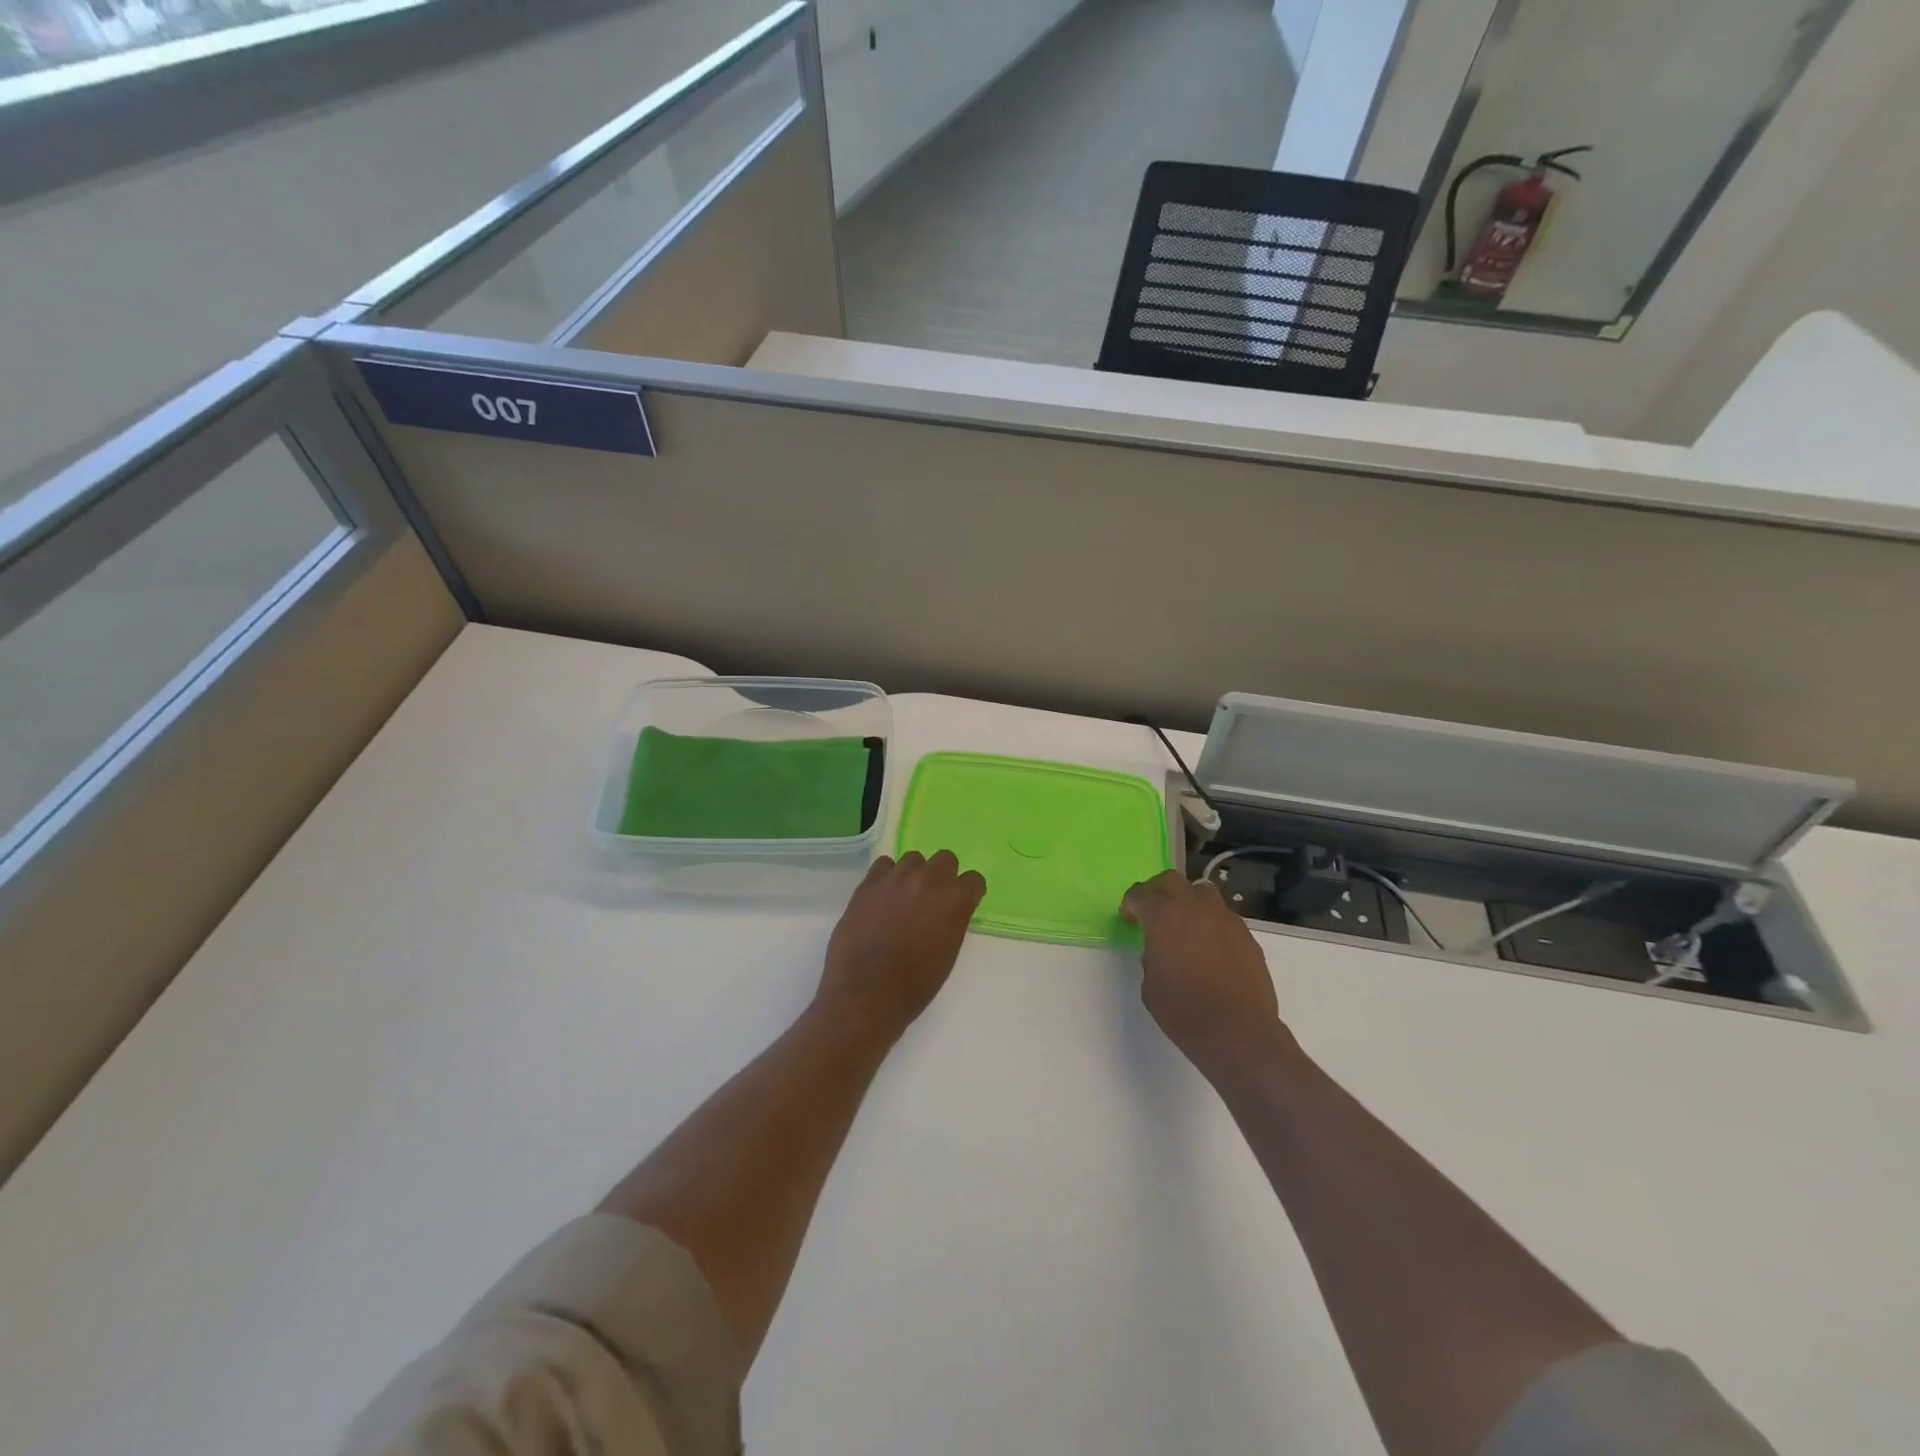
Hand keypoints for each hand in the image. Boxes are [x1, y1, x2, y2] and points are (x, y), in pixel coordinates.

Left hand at [814, 851, 986, 1043]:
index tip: (962, 903)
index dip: (968, 892)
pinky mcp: (869, 882)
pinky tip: (882, 896)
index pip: (974, 880)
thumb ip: (952, 921)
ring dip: (914, 874)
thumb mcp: (948, 953)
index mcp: (956, 900)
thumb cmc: (915, 984)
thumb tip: (947, 911)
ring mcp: (897, 877)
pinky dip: (886, 877)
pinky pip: (884, 865)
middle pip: (945, 859)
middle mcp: (930, 880)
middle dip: (942, 875)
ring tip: (904, 896)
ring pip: (913, 858)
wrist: (868, 991)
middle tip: (932, 897)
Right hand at [1121, 870, 1286, 1080]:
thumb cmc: (1183, 1009)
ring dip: (1188, 901)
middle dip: (1157, 891)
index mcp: (1164, 915)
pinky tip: (1209, 948)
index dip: (1130, 904)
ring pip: (1202, 892)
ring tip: (1184, 925)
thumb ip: (1151, 955)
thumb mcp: (1150, 983)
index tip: (1128, 917)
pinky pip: (1223, 917)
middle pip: (1172, 880)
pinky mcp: (1247, 935)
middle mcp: (1195, 907)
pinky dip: (1211, 924)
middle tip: (1152, 911)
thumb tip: (1162, 948)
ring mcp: (1225, 918)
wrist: (1237, 1031)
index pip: (1140, 894)